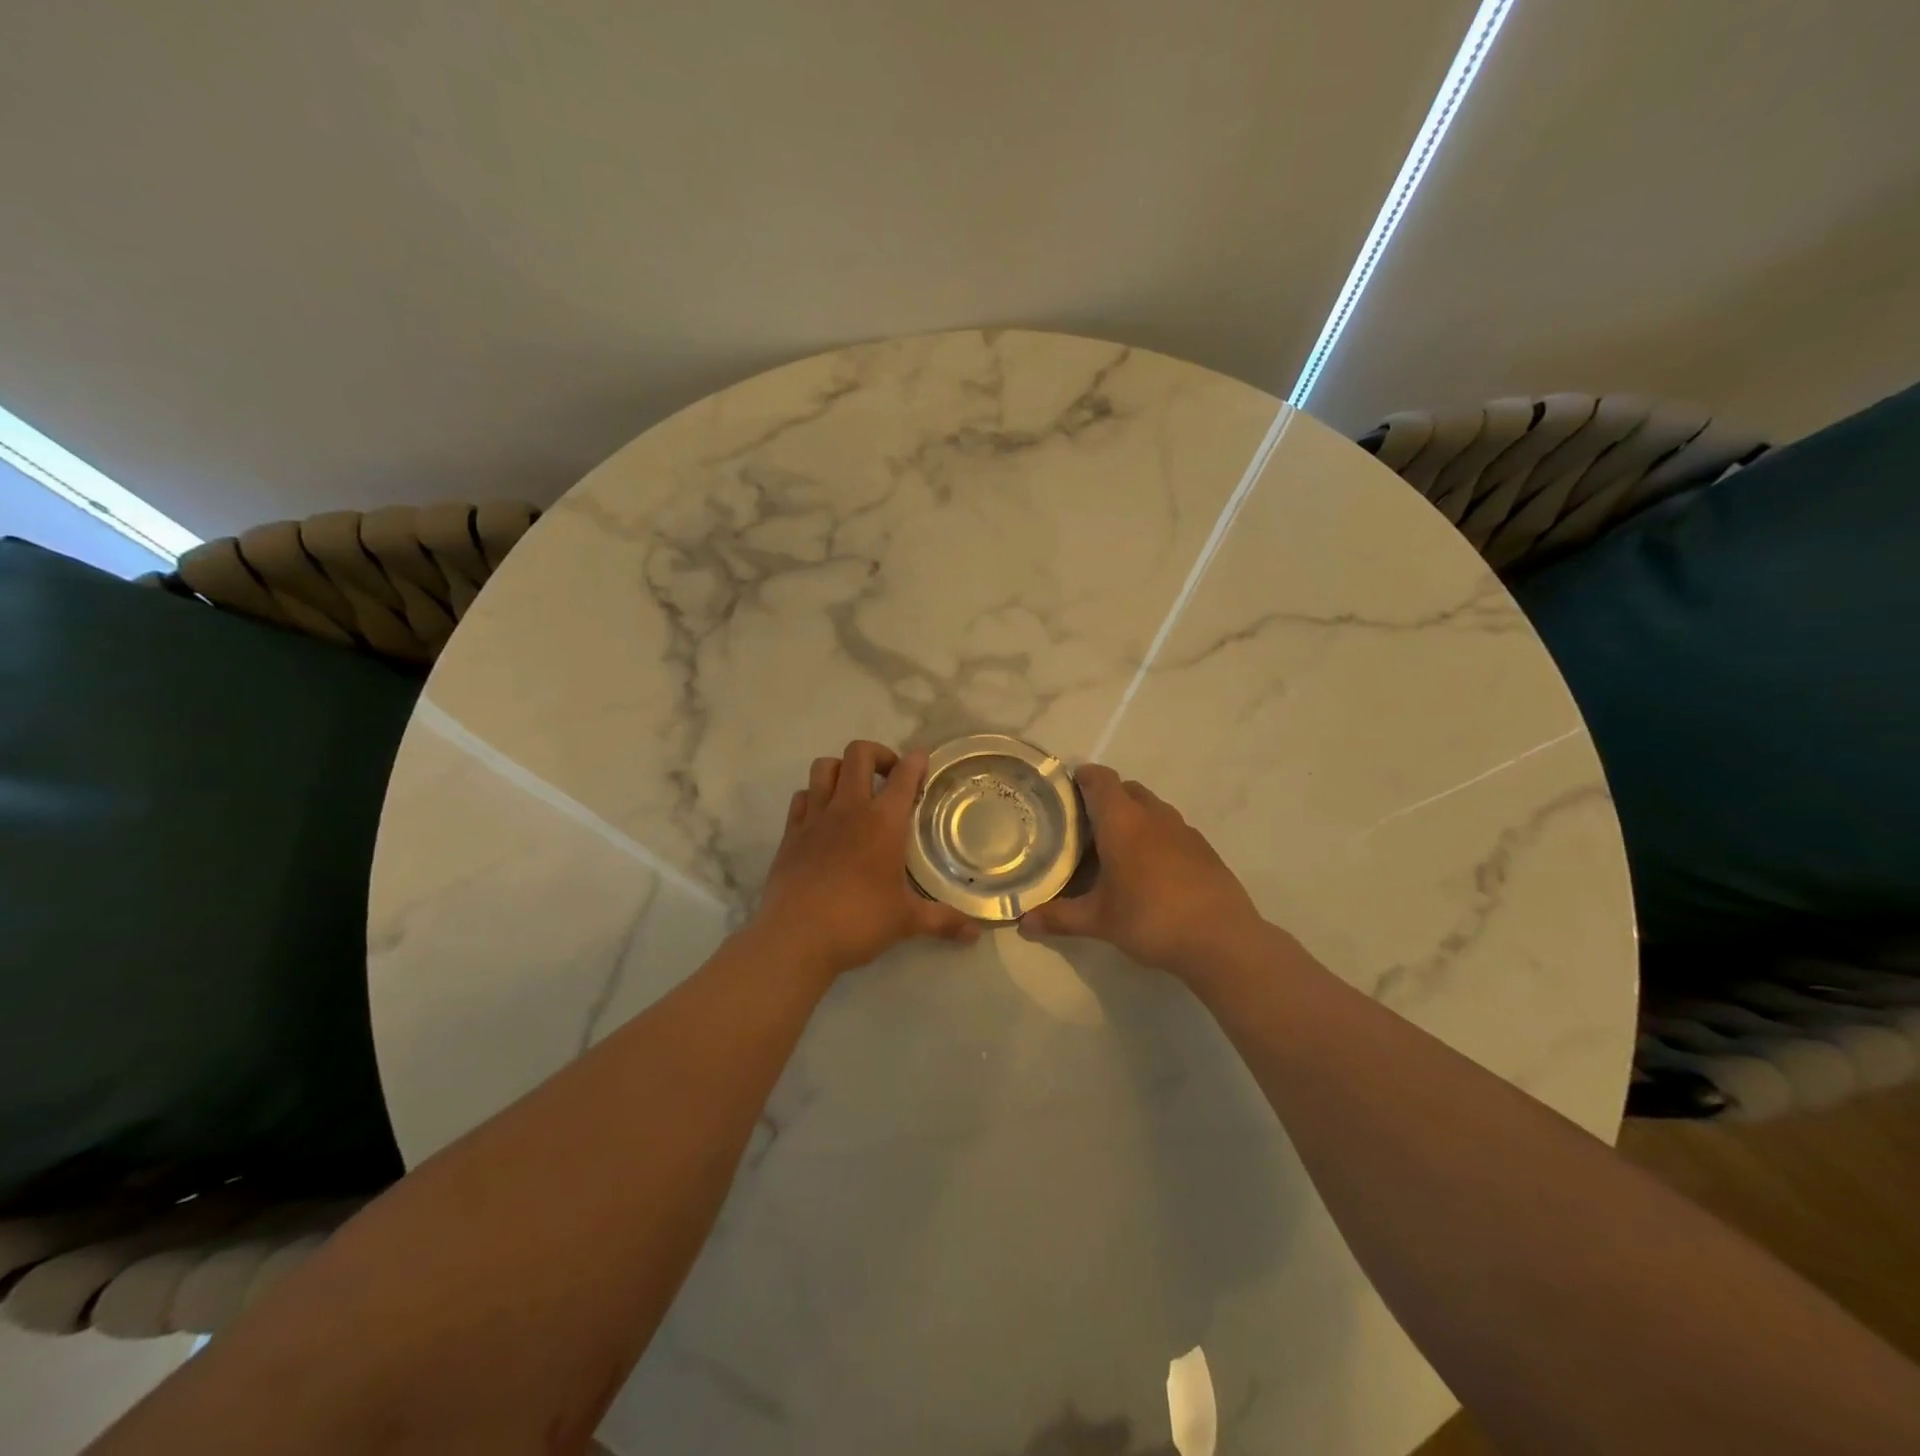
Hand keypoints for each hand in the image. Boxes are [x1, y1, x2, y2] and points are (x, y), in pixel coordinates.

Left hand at [752, 740, 979, 979]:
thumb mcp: (907, 921)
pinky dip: (814, 797)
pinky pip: (801, 797)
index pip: (904, 775)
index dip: (916, 761)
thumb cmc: (858, 921)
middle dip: (878, 754)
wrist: (795, 937)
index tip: (923, 759)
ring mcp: (815, 817)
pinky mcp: (791, 833)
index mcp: (884, 822)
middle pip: (859, 753)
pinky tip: (823, 816)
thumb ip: (943, 920)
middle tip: (889, 776)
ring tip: (854, 790)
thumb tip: (976, 933)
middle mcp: (849, 808)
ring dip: (842, 769)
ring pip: (825, 767)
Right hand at [1017, 764, 1262, 977]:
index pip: (1100, 779)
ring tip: (1117, 849)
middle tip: (1086, 826)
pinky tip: (1151, 871)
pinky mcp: (1204, 848)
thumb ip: (1059, 917)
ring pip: (1152, 808)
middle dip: (1106, 799)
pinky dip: (1157, 837)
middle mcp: (1153, 815)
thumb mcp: (1098, 921)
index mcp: (1122, 821)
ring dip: (1133, 817)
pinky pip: (1172, 829)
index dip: (1083, 777)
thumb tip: (1022, 923)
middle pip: (1127, 789)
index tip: (1067, 790)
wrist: (1221, 939)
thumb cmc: (1150, 919)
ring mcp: (1183, 830)